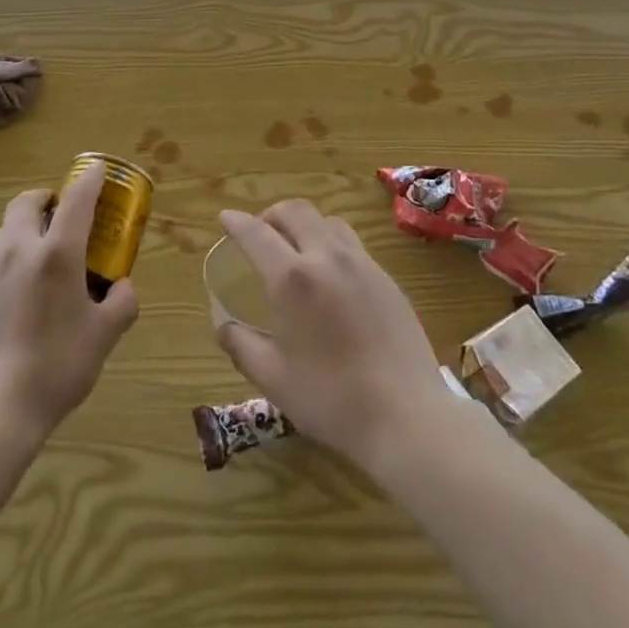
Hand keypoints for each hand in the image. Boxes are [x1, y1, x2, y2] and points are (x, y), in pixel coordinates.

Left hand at [0, 159, 138, 440]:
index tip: (98, 168)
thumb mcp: (104, 336)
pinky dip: (10, 261)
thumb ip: (122, 303)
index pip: (76, 198)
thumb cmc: (57, 367)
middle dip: (45, 199)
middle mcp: (19, 250)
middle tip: (62, 216)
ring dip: (26, 230)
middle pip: (26, 202)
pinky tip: (20, 297)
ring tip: (42, 259)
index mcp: (57, 253)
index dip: (90, 179)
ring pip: (6, 231)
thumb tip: (122, 287)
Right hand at [214, 201, 448, 472]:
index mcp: (292, 279)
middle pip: (294, 211)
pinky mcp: (386, 277)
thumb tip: (222, 324)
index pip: (256, 233)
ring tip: (295, 248)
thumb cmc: (331, 400)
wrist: (406, 416)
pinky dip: (330, 242)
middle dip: (270, 214)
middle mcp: (326, 257)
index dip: (236, 222)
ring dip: (303, 223)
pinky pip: (351, 243)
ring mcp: (361, 263)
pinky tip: (330, 275)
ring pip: (326, 221)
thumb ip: (240, 344)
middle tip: (259, 233)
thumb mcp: (273, 379)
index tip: (225, 218)